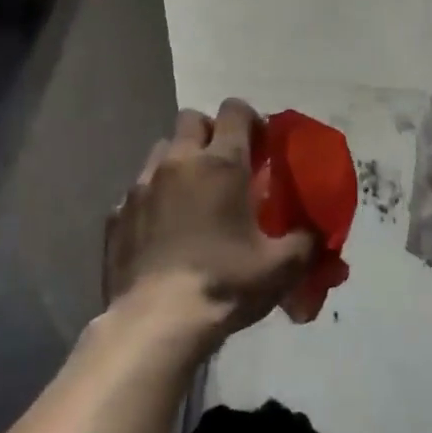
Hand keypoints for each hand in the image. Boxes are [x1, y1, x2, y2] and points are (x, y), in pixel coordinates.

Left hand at [104, 100, 315, 351]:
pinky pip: (138, 191)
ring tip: (192, 197)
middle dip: (210, 133)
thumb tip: (315, 233)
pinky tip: (163, 231)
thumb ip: (305, 241)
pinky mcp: (116, 214)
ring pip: (161, 151)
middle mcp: (178, 162)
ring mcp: (141, 186)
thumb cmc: (224, 284)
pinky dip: (153, 200)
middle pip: (192, 119)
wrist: (156, 322)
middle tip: (226, 167)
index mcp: (221, 164)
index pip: (234, 110)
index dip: (250, 119)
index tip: (260, 145)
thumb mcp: (281, 267)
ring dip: (179, 162)